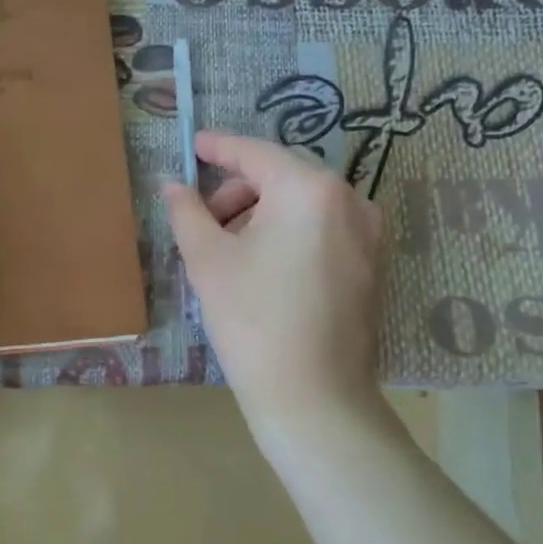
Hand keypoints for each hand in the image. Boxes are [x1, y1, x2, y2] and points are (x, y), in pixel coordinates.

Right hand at [164, 132, 383, 424]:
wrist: (314, 398)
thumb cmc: (253, 321)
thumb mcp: (208, 261)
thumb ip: (187, 212)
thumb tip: (172, 185)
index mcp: (310, 189)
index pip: (256, 154)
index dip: (219, 147)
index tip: (193, 145)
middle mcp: (349, 200)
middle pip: (282, 177)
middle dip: (237, 191)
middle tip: (202, 221)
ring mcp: (367, 234)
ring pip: (302, 205)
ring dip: (261, 214)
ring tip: (227, 250)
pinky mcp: (370, 265)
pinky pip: (321, 230)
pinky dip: (287, 234)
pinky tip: (260, 266)